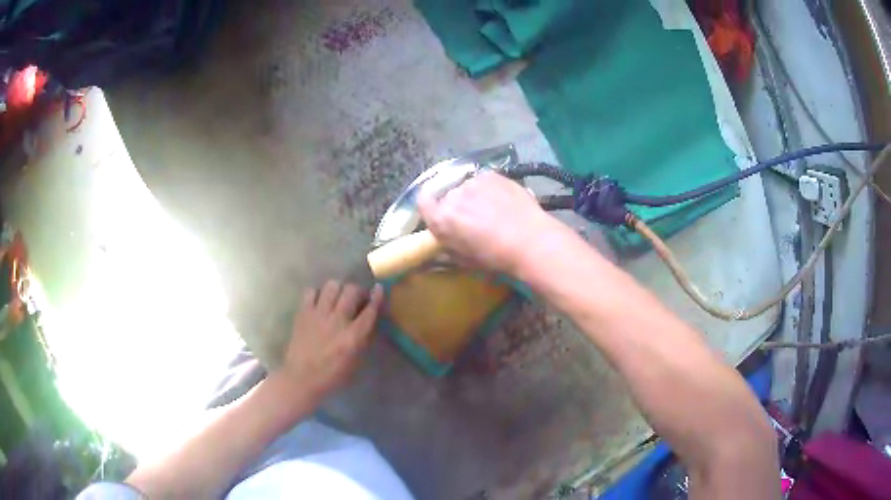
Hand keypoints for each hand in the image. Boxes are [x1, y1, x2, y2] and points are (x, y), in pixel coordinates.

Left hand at [279, 281, 382, 400]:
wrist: (301, 378)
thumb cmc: (332, 375)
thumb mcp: (356, 361)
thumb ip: (365, 339)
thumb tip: (370, 320)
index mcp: (353, 337)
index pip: (370, 310)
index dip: (376, 297)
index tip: (378, 289)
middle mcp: (337, 321)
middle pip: (351, 291)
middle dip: (357, 291)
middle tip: (357, 298)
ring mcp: (318, 315)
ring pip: (332, 286)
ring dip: (339, 289)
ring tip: (338, 297)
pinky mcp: (303, 313)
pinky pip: (311, 291)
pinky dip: (318, 294)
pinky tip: (320, 303)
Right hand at [418, 171, 560, 273]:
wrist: (530, 241)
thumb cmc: (495, 258)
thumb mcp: (465, 261)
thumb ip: (448, 248)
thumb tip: (442, 242)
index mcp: (441, 219)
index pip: (422, 201)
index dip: (430, 205)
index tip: (440, 212)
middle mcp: (452, 196)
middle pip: (448, 196)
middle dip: (457, 205)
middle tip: (475, 219)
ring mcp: (472, 182)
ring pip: (467, 187)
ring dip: (474, 196)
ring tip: (494, 210)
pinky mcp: (491, 175)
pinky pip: (484, 181)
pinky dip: (490, 189)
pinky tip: (504, 201)